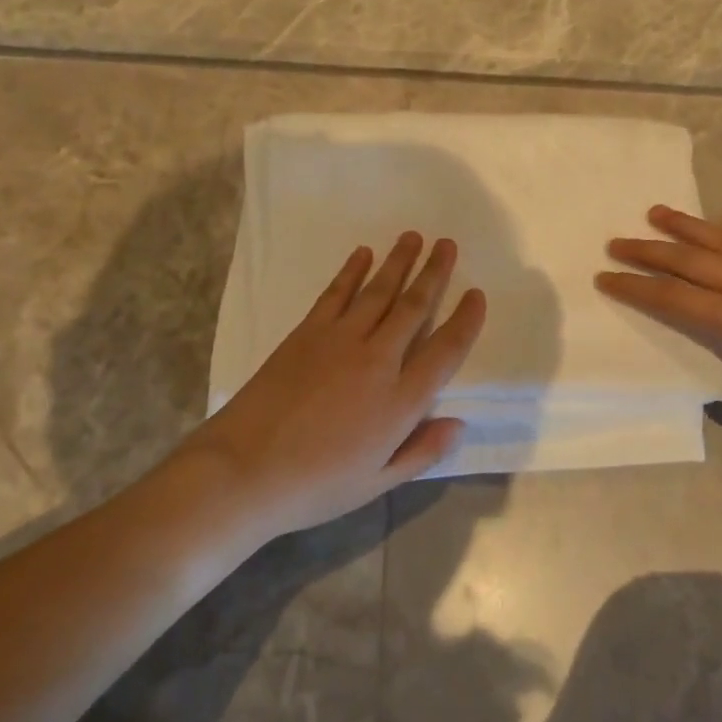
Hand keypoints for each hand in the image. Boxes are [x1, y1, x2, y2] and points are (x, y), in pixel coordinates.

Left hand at [179, 232, 485, 540]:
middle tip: (448, 244)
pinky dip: (352, 271)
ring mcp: (340, 340)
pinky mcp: (307, 332)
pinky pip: (337, 293)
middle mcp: (378, 360)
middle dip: (435, 273)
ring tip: (414, 236)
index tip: (477, 294)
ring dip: (399, 261)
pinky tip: (363, 253)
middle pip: (414, 307)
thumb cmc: (315, 485)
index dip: (465, 320)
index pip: (446, 350)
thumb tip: (459, 424)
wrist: (244, 471)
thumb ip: (422, 452)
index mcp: (401, 400)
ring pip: (379, 291)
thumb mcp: (377, 483)